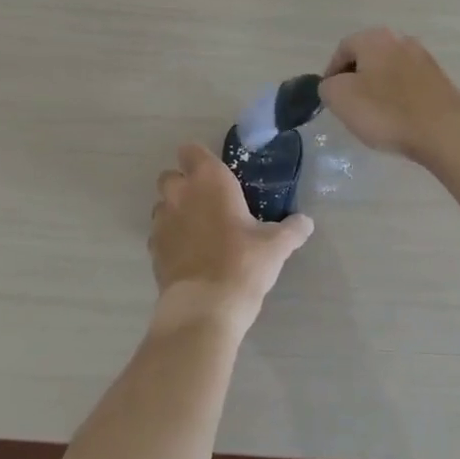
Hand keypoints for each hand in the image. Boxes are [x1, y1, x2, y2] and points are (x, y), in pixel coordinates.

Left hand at [148, 144, 312, 334]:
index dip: (199, 159)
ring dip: (176, 211)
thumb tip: (306, 222)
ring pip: (162, 205)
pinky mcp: (153, 249)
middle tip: (209, 203)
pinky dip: (171, 238)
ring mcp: (162, 221)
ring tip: (200, 231)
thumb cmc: (243, 263)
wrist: (205, 308)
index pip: (191, 151)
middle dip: (184, 184)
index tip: (217, 174)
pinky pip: (159, 233)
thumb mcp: (276, 246)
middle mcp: (180, 194)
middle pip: (170, 176)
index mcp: (209, 180)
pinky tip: (190, 255)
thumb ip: (292, 229)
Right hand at [318, 27, 459, 164]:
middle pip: (367, 59)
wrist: (446, 131)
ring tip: (374, 117)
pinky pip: (409, 87)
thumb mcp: (340, 98)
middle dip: (356, 81)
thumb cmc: (387, 111)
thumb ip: (328, 86)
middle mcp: (401, 40)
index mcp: (375, 37)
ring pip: (389, 73)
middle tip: (350, 107)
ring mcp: (424, 59)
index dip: (331, 74)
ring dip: (378, 91)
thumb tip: (334, 85)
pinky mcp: (440, 81)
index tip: (330, 99)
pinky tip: (398, 120)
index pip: (343, 49)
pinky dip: (399, 100)